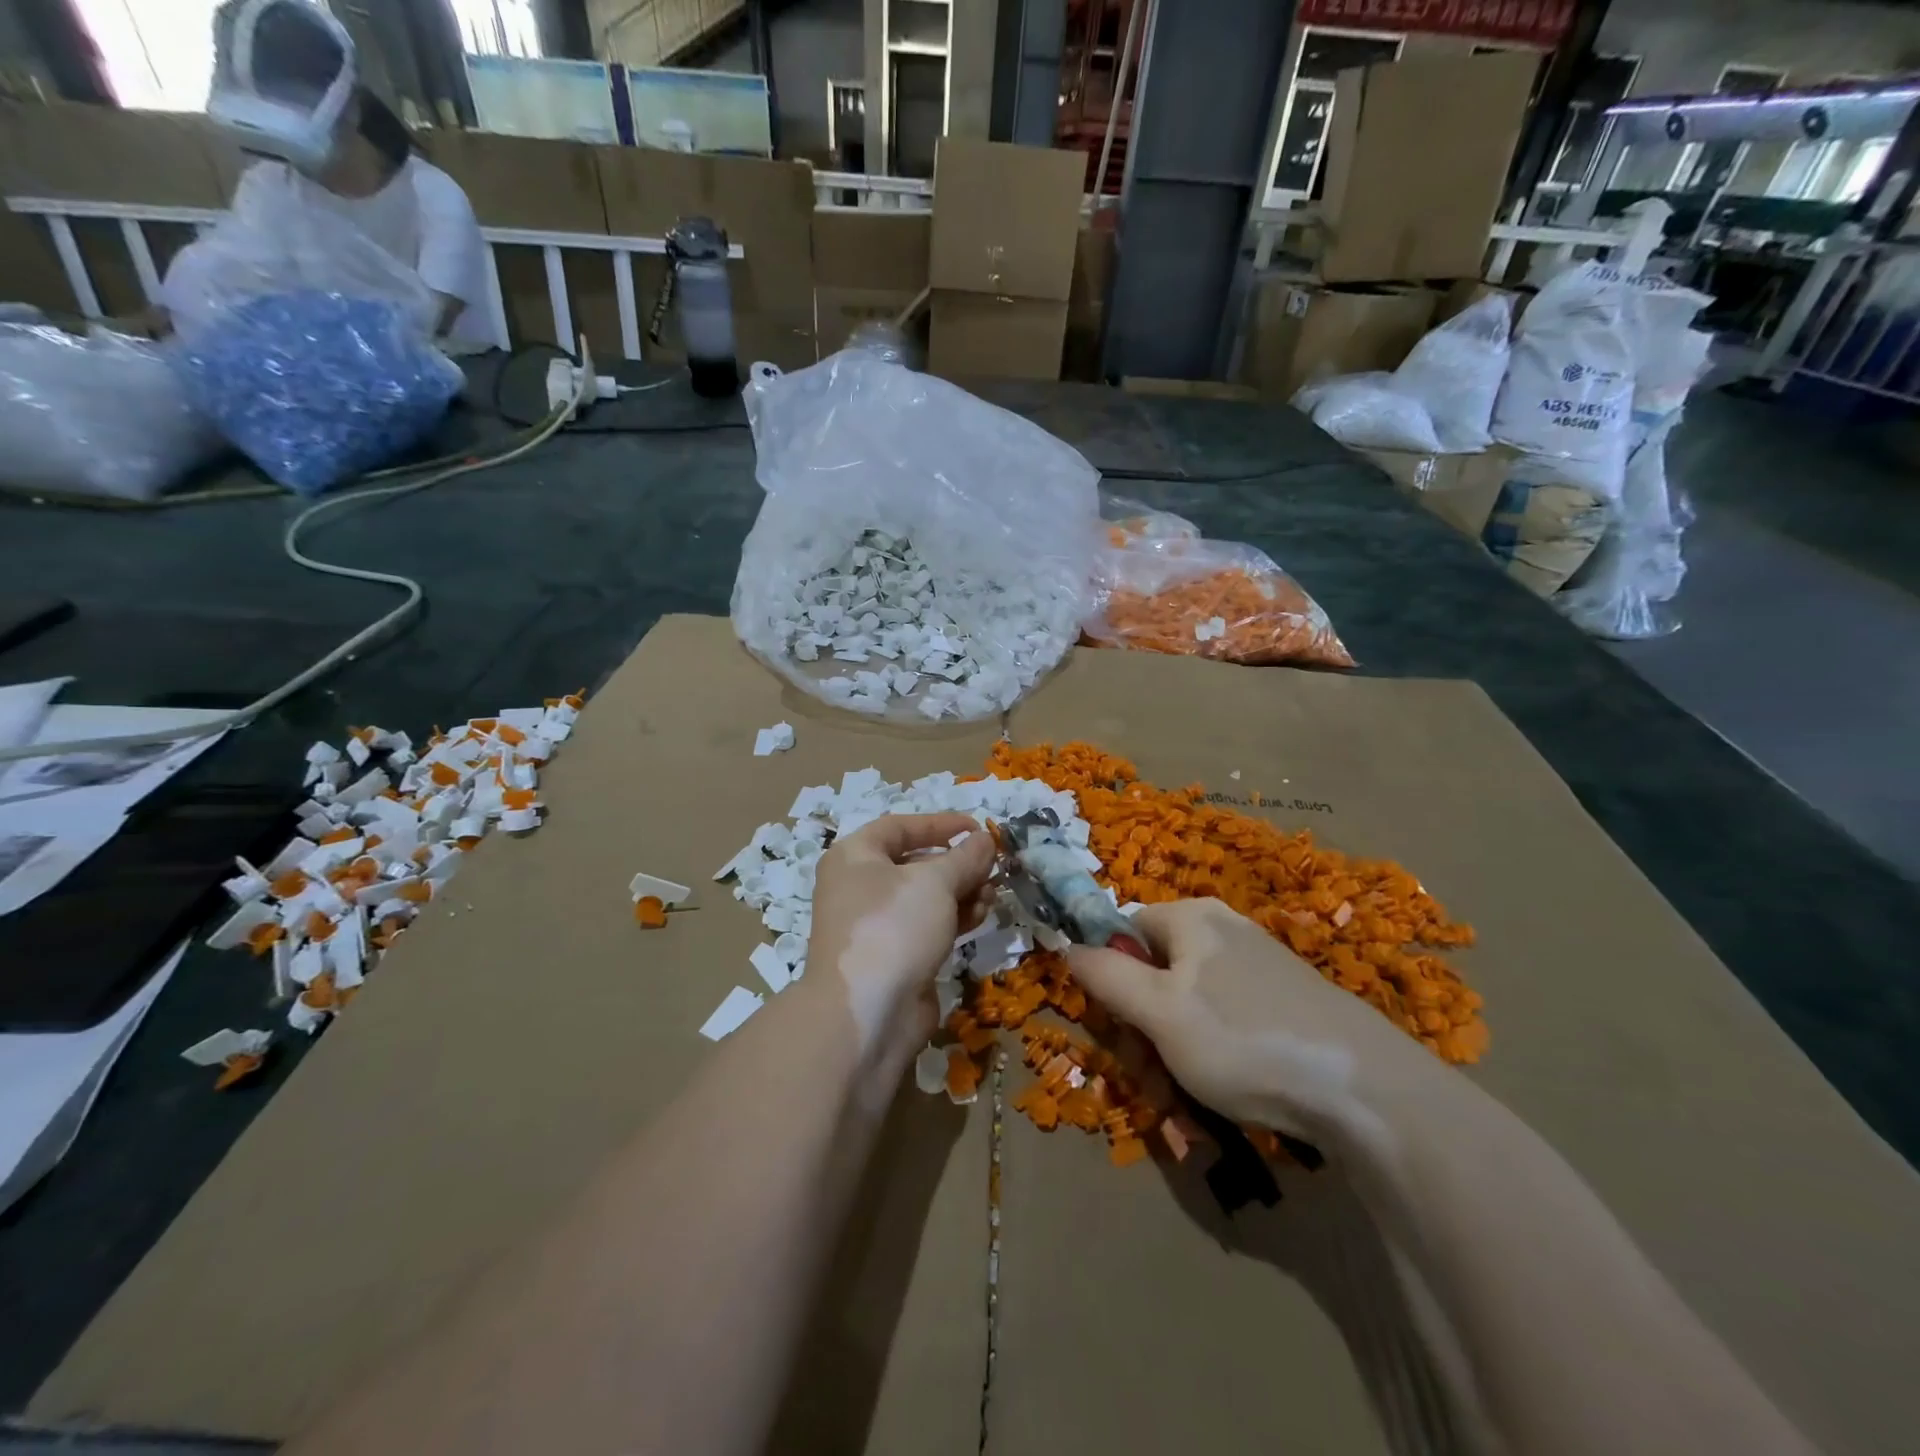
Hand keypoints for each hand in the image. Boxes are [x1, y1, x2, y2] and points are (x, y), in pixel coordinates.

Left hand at [806, 813, 996, 1063]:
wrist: (867, 1012)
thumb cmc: (894, 926)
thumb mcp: (935, 881)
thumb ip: (965, 857)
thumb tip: (985, 839)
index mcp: (855, 856)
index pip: (900, 827)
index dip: (940, 824)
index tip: (977, 829)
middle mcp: (859, 886)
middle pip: (915, 863)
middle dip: (958, 864)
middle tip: (993, 867)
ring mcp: (875, 924)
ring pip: (925, 897)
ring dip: (962, 892)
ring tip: (992, 894)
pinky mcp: (893, 956)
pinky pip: (927, 925)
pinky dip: (954, 917)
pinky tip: (982, 916)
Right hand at [1067, 899, 1437, 1141]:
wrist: (1366, 1090)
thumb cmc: (1244, 1041)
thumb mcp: (1159, 1012)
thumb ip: (1105, 975)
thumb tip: (1066, 944)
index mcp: (1191, 919)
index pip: (1124, 934)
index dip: (1110, 982)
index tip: (1117, 1034)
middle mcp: (1223, 934)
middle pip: (1155, 976)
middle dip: (1143, 1034)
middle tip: (1150, 1085)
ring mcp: (1259, 970)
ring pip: (1189, 1010)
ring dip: (1173, 1058)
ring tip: (1184, 1109)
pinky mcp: (1285, 1007)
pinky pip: (1227, 1027)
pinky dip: (1213, 1062)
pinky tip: (1223, 1102)